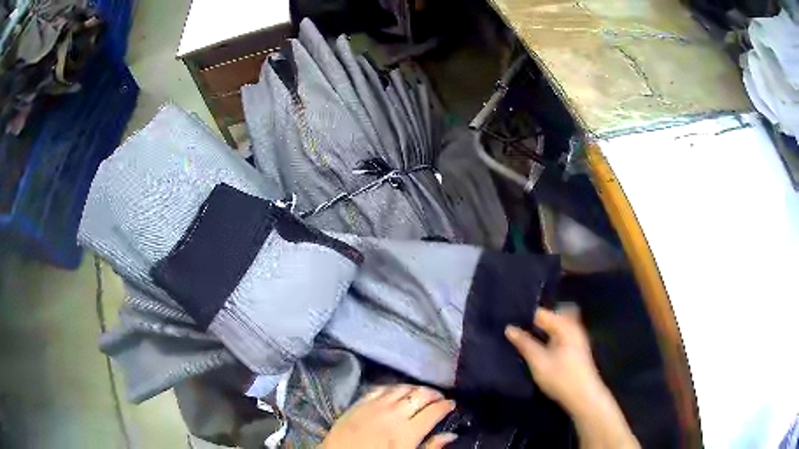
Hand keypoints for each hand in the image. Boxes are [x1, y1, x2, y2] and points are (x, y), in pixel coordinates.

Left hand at [321, 384, 457, 448]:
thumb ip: (430, 447)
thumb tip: (451, 435)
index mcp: (408, 432)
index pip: (435, 411)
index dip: (447, 405)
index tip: (452, 404)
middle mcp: (394, 414)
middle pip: (421, 395)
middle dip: (434, 394)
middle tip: (439, 398)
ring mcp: (375, 406)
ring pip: (402, 388)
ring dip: (416, 388)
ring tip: (421, 393)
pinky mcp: (359, 402)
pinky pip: (381, 388)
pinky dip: (394, 387)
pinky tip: (397, 391)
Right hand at [504, 306, 604, 412]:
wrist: (583, 396)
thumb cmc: (561, 377)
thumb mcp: (538, 361)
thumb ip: (524, 343)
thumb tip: (509, 328)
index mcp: (565, 325)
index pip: (541, 312)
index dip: (525, 316)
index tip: (508, 320)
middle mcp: (573, 326)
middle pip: (552, 315)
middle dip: (536, 320)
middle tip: (518, 328)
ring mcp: (577, 337)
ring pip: (557, 324)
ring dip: (543, 328)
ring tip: (526, 337)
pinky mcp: (577, 347)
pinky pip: (561, 333)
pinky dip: (550, 335)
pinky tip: (540, 346)